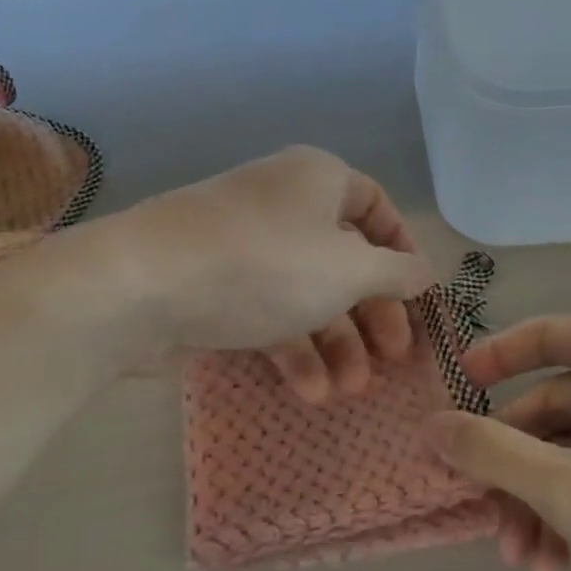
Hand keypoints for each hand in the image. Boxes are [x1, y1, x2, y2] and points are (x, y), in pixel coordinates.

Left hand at [110, 147, 433, 396]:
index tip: (419, 298)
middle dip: (370, 312)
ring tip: (349, 390)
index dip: (401, 250)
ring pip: (306, 291)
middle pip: (343, 257)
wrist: (145, 284)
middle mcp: (283, 203)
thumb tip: (425, 272)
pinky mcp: (215, 284)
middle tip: (392, 360)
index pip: (375, 206)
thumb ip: (395, 273)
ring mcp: (246, 245)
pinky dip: (291, 348)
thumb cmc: (266, 263)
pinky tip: (308, 392)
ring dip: (334, 342)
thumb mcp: (348, 269)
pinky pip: (267, 311)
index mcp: (318, 178)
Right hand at [423, 315, 570, 570]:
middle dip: (517, 469)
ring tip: (525, 563)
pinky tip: (559, 569)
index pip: (545, 336)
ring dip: (543, 502)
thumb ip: (493, 454)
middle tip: (486, 521)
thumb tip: (428, 425)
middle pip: (556, 407)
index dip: (490, 364)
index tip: (448, 402)